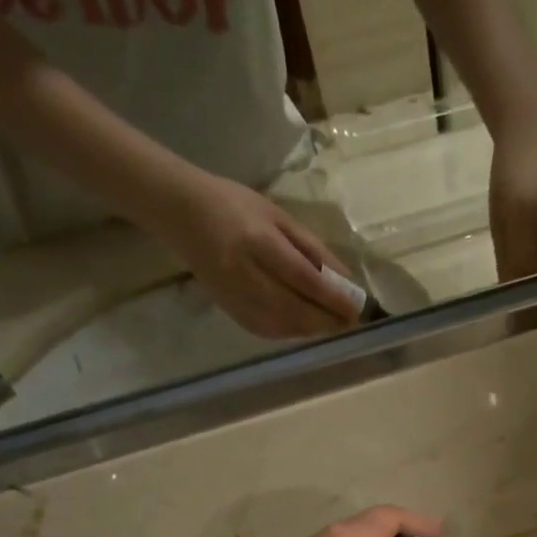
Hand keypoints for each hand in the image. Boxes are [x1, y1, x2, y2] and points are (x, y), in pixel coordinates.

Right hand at [161, 173, 362, 339]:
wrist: (179, 212)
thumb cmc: (234, 205)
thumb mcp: (278, 217)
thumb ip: (313, 249)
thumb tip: (346, 280)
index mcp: (259, 242)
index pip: (304, 279)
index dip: (334, 298)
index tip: (357, 307)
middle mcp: (245, 274)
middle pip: (295, 309)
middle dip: (327, 319)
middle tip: (350, 321)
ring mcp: (234, 296)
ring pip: (283, 325)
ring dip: (312, 329)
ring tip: (332, 323)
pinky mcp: (228, 310)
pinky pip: (267, 330)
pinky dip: (292, 331)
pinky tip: (305, 325)